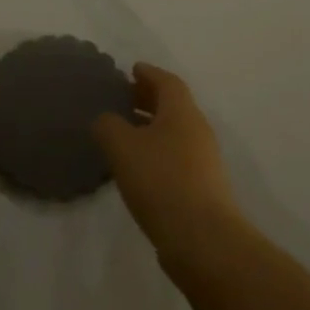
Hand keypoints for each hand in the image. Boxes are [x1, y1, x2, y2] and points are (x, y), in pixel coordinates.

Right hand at [93, 63, 244, 272]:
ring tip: (124, 133)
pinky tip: (137, 167)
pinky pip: (176, 156)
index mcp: (182, 112)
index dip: (148, 73)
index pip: (167, 81)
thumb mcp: (123, 147)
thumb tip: (105, 119)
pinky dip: (157, 151)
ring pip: (175, 132)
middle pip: (173, 105)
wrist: (203, 240)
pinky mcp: (202, 188)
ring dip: (151, 127)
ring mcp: (204, 161)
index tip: (131, 70)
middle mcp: (197, 130)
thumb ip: (108, 126)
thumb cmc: (162, 181)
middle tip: (123, 98)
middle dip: (148, 99)